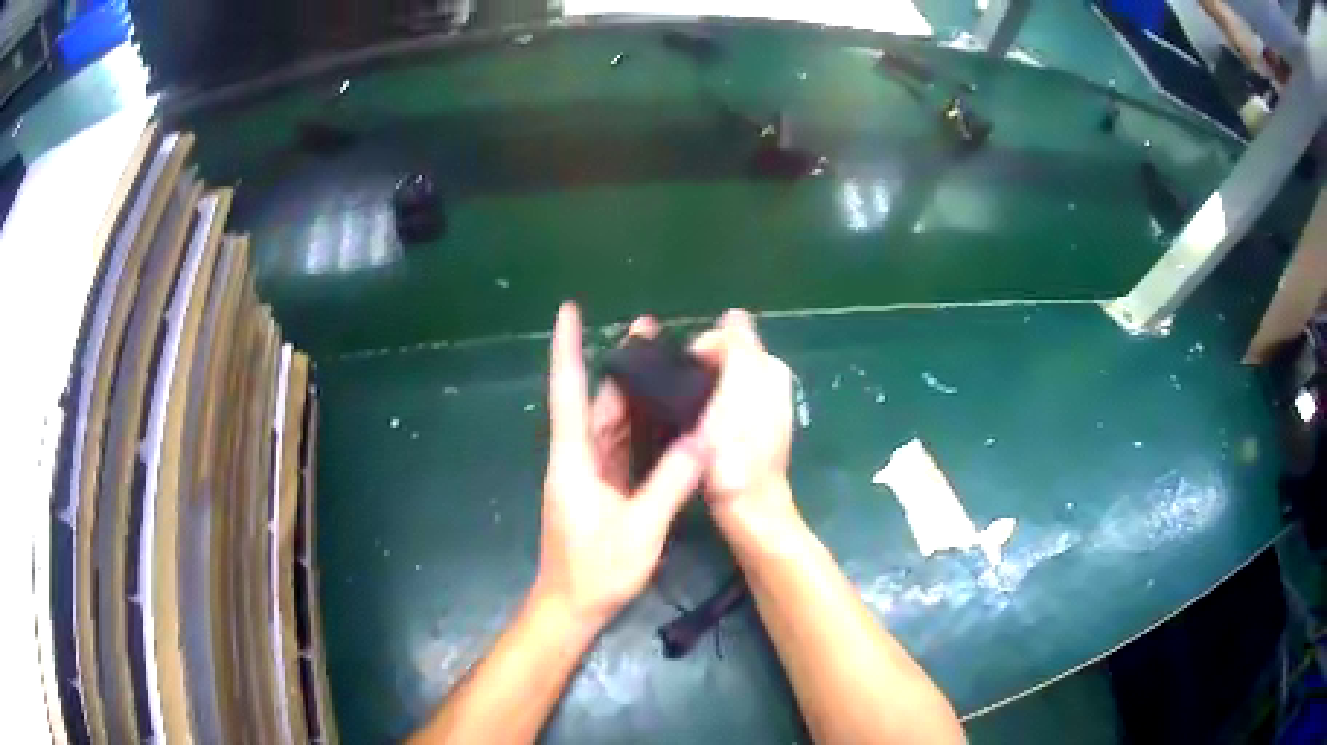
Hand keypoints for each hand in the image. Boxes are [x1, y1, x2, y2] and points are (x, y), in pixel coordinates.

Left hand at [534, 303, 707, 628]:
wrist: (572, 607)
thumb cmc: (596, 568)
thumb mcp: (641, 527)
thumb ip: (672, 480)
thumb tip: (705, 436)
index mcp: (574, 458)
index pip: (567, 391)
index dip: (566, 348)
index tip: (568, 310)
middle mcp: (578, 457)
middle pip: (597, 401)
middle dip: (620, 364)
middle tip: (653, 331)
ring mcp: (590, 474)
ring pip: (612, 422)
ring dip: (634, 393)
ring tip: (666, 363)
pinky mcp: (602, 489)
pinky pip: (623, 447)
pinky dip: (643, 428)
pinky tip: (667, 415)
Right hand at [690, 311, 796, 529]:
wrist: (747, 506)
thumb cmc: (737, 448)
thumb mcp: (738, 387)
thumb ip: (739, 345)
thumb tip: (732, 316)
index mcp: (769, 367)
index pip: (727, 335)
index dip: (700, 350)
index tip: (683, 375)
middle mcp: (769, 383)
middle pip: (722, 359)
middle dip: (699, 370)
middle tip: (681, 398)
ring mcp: (759, 411)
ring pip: (719, 383)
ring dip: (700, 391)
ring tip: (683, 415)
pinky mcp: (746, 435)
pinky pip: (720, 407)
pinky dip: (706, 410)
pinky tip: (694, 430)